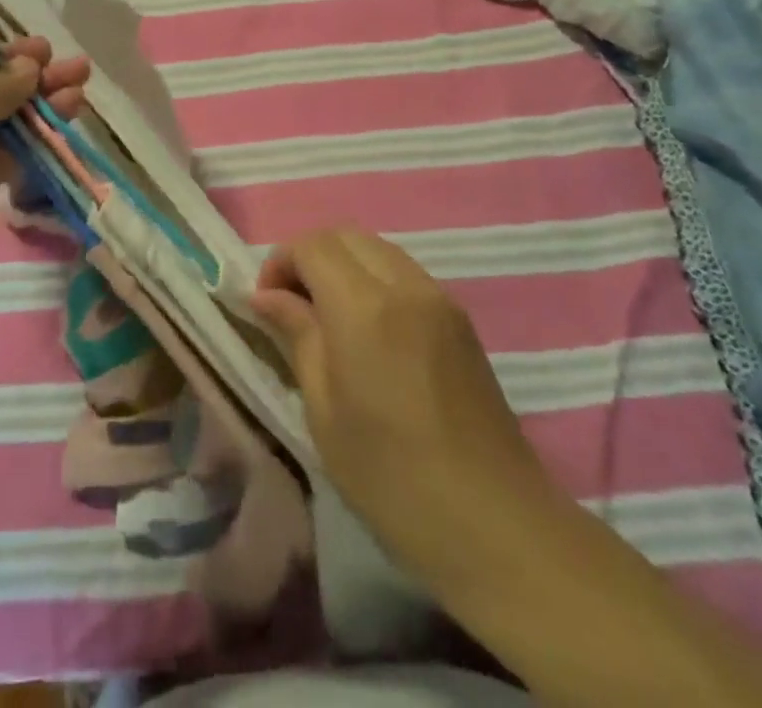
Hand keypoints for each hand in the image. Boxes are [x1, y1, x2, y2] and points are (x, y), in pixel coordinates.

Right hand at [250, 229, 564, 592]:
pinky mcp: (460, 317)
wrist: (497, 525)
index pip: (312, 245)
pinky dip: (375, 279)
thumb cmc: (392, 477)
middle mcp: (405, 285)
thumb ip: (296, 336)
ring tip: (329, 318)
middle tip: (293, 306)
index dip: (280, 263)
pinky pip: (405, 272)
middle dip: (310, 257)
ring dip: (344, 265)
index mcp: (365, 307)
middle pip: (345, 235)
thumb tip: (264, 295)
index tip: (266, 304)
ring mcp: (439, 297)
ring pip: (377, 248)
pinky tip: (370, 331)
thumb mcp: (324, 411)